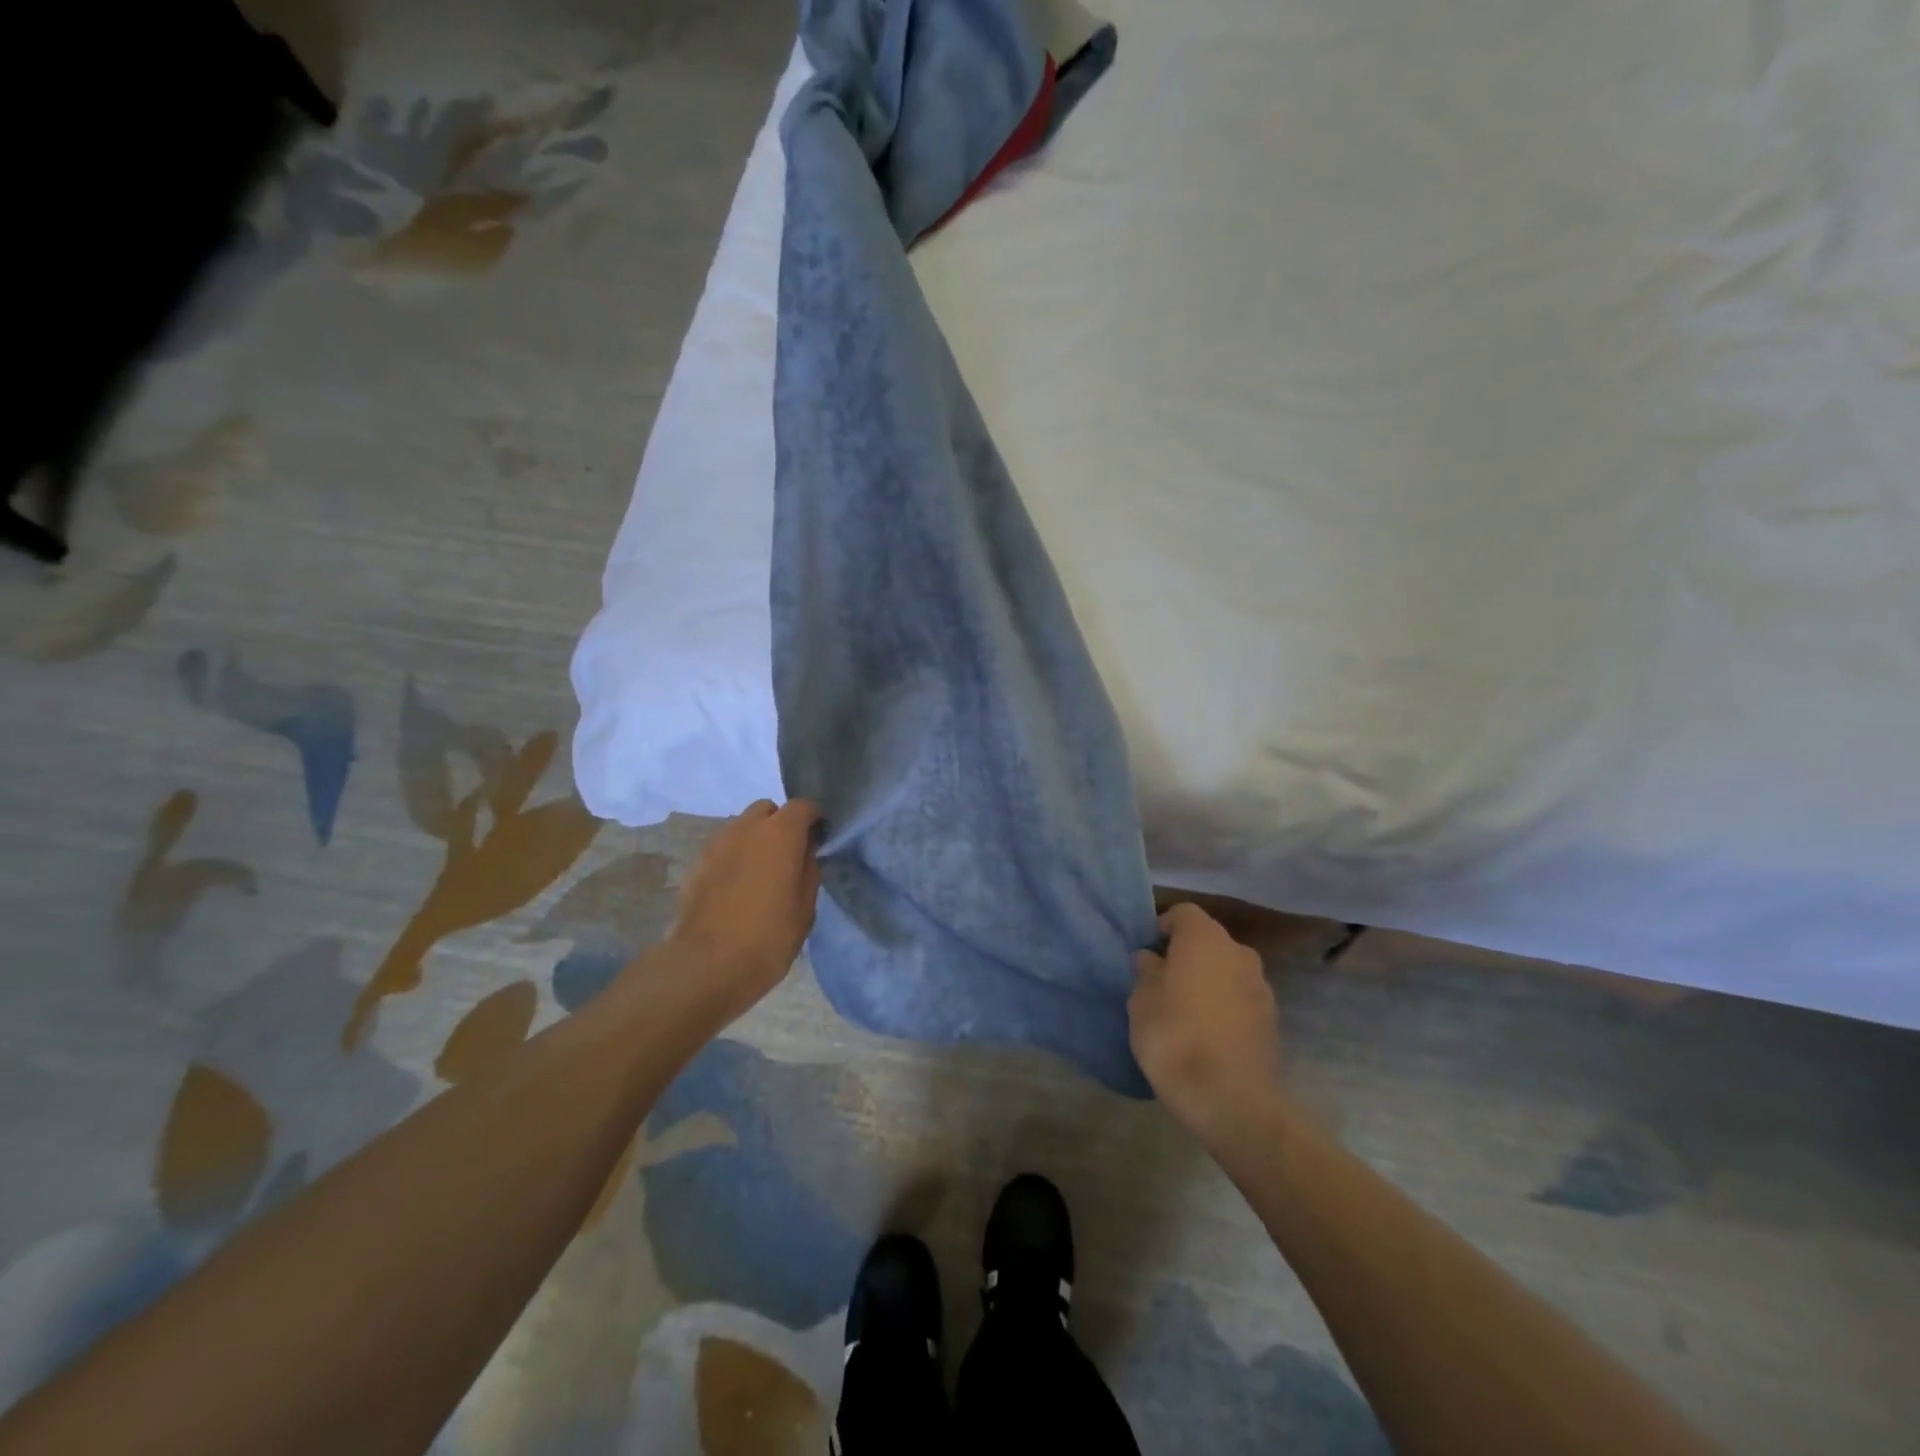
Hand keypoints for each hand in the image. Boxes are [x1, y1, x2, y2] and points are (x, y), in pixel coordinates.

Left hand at [670, 799, 821, 1018]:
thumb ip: (809, 870)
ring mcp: (716, 844)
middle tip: (789, 855)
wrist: (705, 966)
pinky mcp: (696, 864)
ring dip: (755, 839)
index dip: (814, 819)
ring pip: (742, 827)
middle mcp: (746, 828)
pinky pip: (723, 848)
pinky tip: (737, 887)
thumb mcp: (805, 909)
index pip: (802, 806)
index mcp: (779, 834)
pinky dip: (734, 856)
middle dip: (780, 824)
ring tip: (761, 872)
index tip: (819, 839)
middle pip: (767, 810)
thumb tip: (806, 851)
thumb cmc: (767, 937)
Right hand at [1129, 902, 1283, 1139]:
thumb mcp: (1141, 1002)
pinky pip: (1240, 998)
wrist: (1231, 1099)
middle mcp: (1238, 952)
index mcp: (1205, 939)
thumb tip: (1150, 958)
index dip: (1163, 926)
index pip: (1184, 913)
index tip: (1147, 950)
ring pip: (1227, 970)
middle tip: (1162, 980)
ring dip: (1208, 980)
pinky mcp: (1272, 1019)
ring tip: (1185, 1009)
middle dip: (1187, 954)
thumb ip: (1146, 973)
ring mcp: (1261, 986)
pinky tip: (1207, 1032)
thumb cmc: (1175, 1037)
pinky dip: (1224, 1005)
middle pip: (1208, 941)